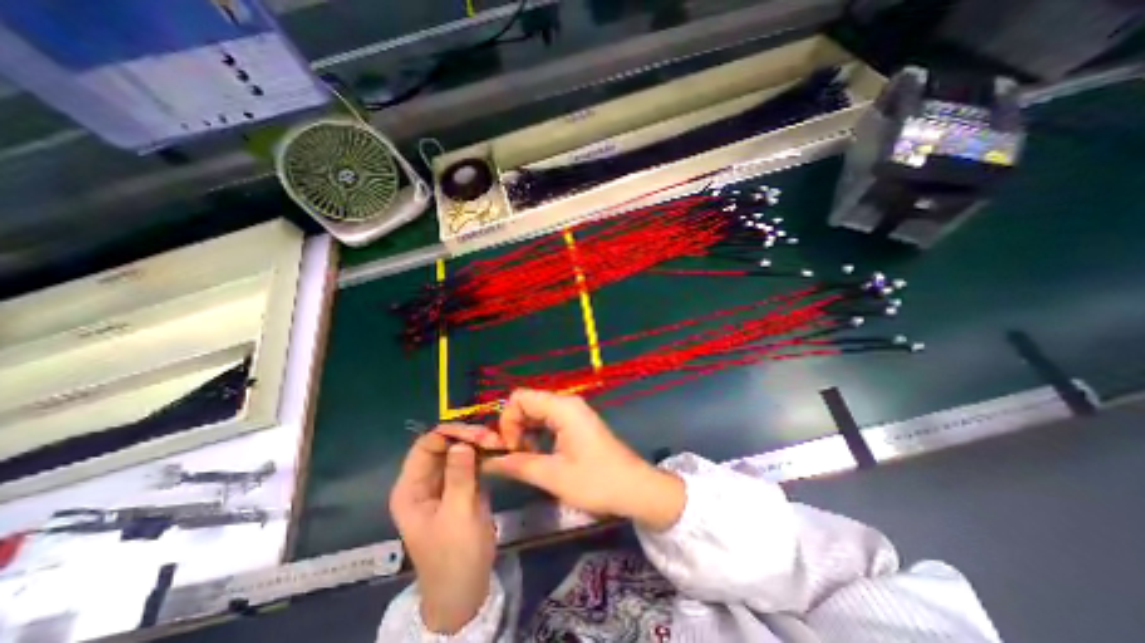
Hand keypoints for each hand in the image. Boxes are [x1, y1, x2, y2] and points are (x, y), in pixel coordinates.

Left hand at [392, 430, 493, 635]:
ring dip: (479, 443)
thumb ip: (459, 477)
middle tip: (494, 438)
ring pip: (460, 451)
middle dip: (468, 437)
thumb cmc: (455, 556)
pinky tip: (498, 451)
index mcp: (411, 488)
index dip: (450, 434)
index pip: (426, 446)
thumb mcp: (458, 515)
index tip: (478, 433)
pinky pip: (471, 462)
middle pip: (444, 445)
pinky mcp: (462, 487)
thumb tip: (461, 443)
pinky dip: (484, 454)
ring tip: (500, 442)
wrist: (465, 590)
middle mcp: (425, 481)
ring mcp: (445, 483)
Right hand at [439, 390, 688, 529]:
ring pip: (536, 412)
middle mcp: (567, 403)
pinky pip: (548, 420)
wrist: (635, 488)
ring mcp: (573, 412)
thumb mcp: (554, 476)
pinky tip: (539, 454)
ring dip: (525, 432)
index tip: (511, 449)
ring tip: (527, 459)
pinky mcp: (577, 423)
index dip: (507, 421)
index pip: (520, 398)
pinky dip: (537, 434)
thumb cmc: (596, 481)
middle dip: (515, 427)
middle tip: (516, 457)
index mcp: (562, 408)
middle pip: (527, 403)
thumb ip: (518, 465)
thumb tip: (488, 462)